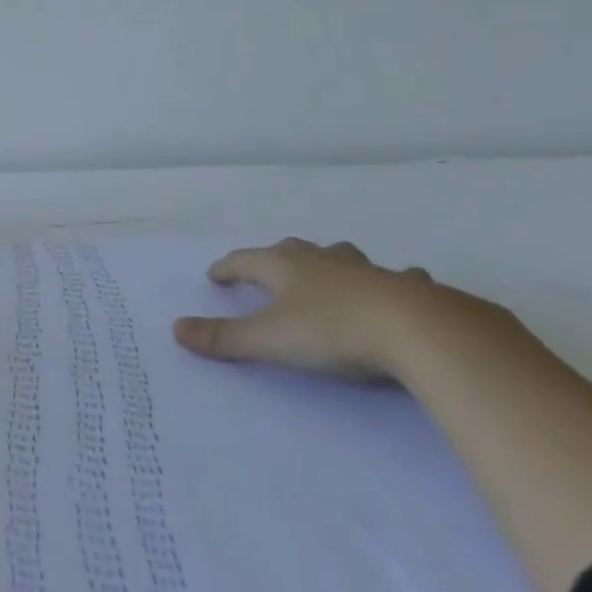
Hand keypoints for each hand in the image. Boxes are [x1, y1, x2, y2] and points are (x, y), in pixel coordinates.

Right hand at [173, 238, 450, 379]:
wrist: (416, 330)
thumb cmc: (332, 332)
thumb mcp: (269, 340)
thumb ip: (224, 337)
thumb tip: (176, 329)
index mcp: (285, 268)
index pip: (246, 260)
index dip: (228, 267)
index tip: (215, 274)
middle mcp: (323, 261)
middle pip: (292, 251)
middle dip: (275, 258)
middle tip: (267, 267)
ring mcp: (366, 271)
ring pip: (341, 257)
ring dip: (329, 262)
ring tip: (327, 271)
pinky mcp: (406, 288)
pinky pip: (395, 278)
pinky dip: (390, 281)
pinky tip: (398, 287)